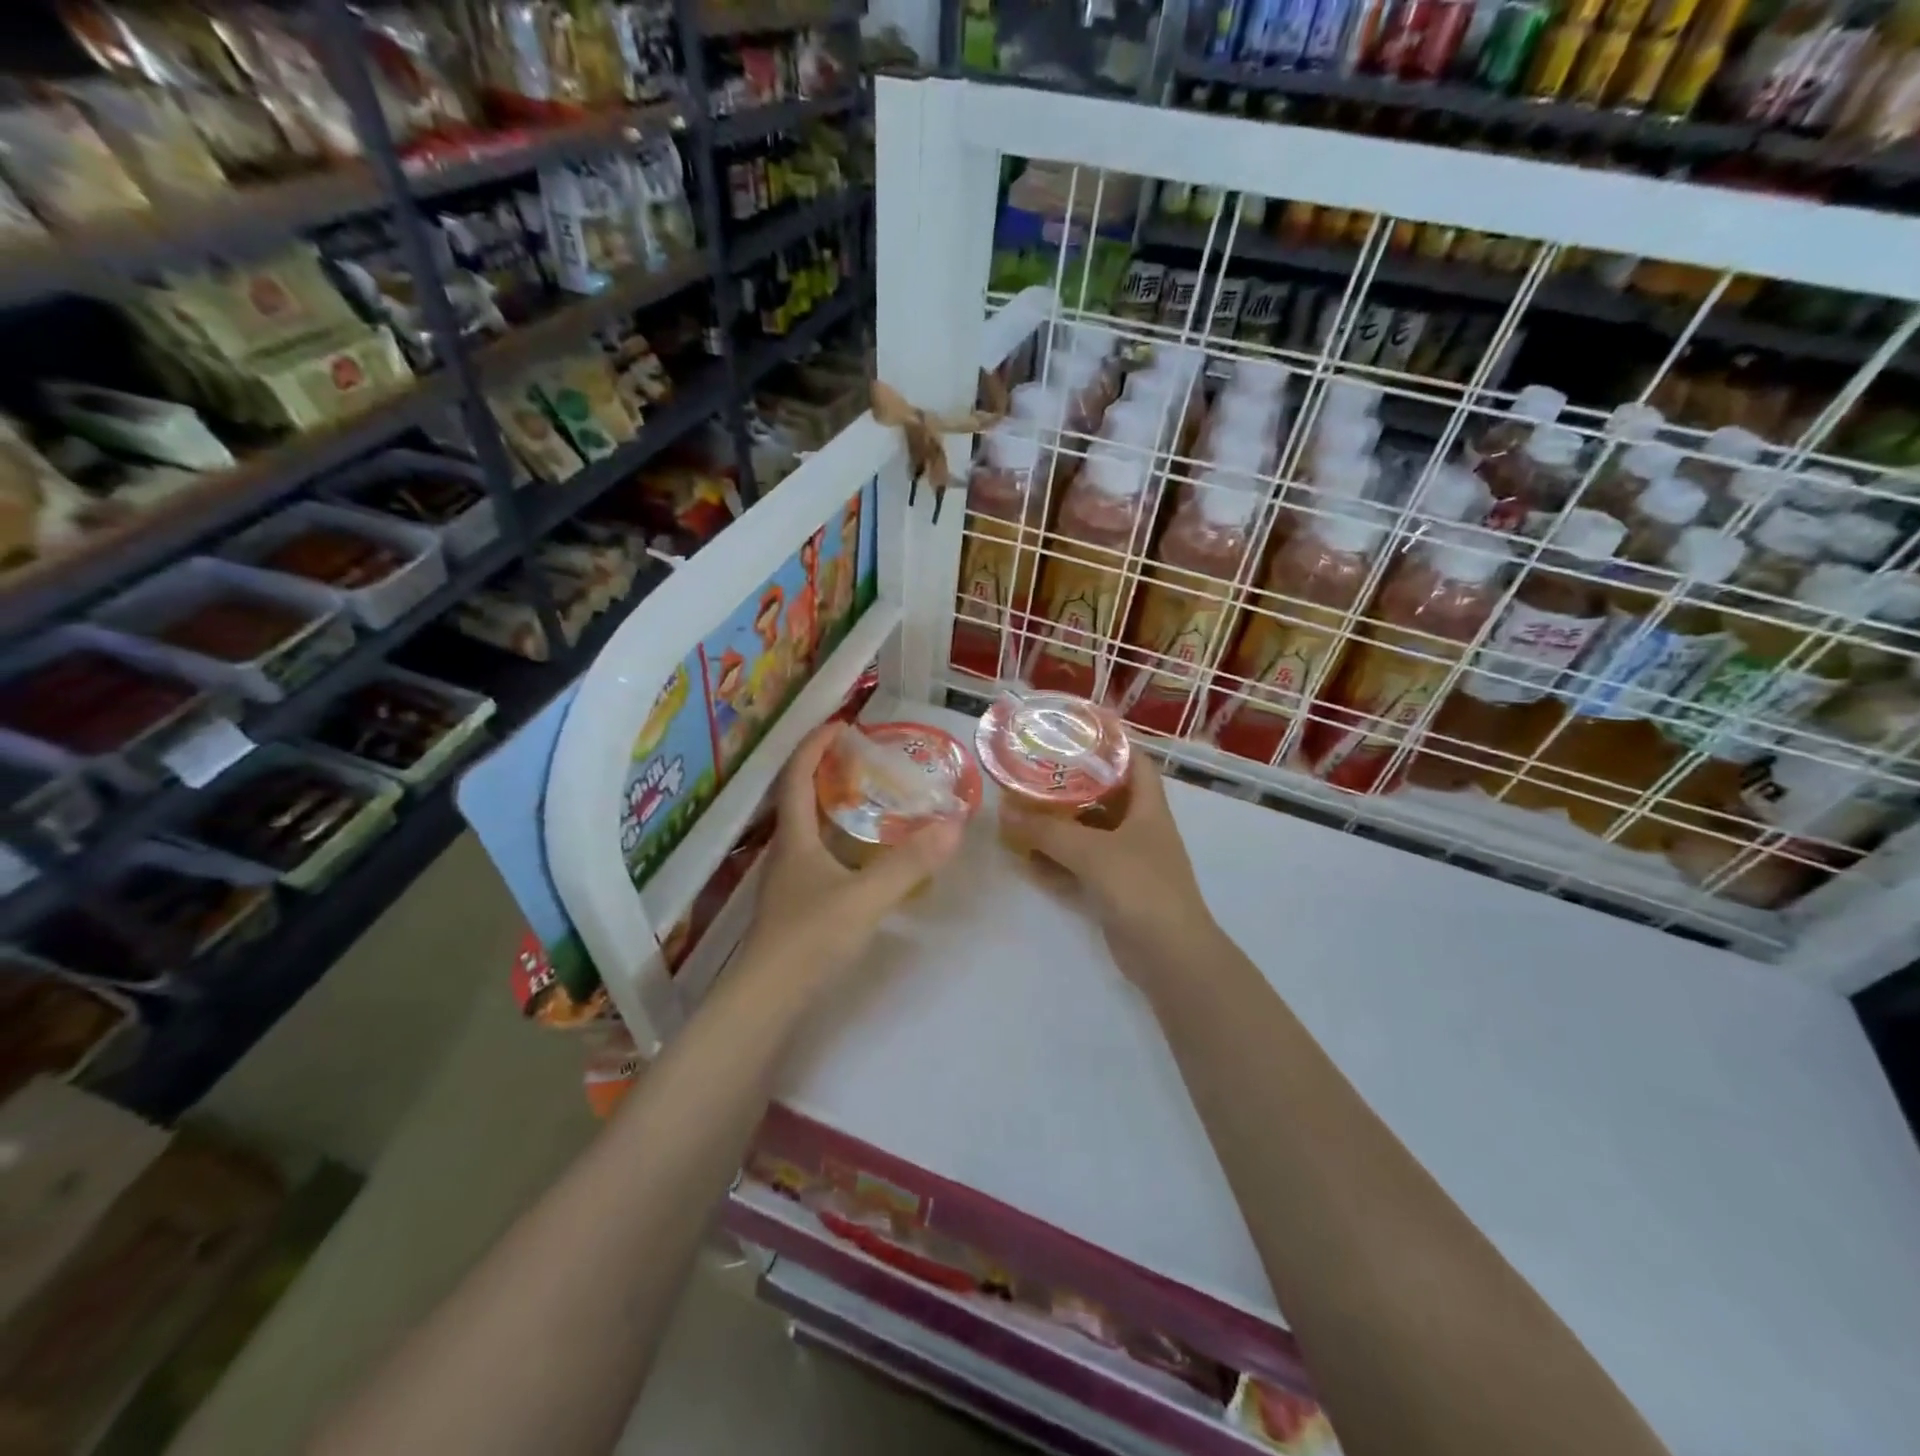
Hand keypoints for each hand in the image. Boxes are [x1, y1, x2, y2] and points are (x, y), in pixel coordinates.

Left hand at [739, 723, 962, 996]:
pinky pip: (817, 856)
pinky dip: (838, 840)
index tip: (843, 723)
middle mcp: (785, 853)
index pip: (796, 775)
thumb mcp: (865, 897)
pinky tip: (862, 856)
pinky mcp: (795, 907)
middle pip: (799, 798)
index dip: (815, 745)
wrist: (767, 1002)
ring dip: (832, 806)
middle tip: (866, 759)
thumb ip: (909, 863)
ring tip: (870, 799)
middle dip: (827, 770)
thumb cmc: (809, 939)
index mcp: (794, 839)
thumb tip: (954, 824)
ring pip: (808, 830)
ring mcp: (787, 882)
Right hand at [999, 750, 1212, 964]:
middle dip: (1069, 787)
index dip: (1110, 743)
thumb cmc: (1140, 886)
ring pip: (1088, 834)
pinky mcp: (1113, 891)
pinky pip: (1079, 867)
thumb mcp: (1091, 851)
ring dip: (1058, 827)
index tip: (1073, 733)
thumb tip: (1004, 811)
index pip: (1134, 762)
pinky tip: (1026, 859)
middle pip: (1103, 797)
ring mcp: (1127, 862)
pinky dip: (1056, 862)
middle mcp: (1139, 830)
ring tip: (1020, 813)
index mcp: (1148, 808)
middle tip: (1031, 774)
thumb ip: (1047, 831)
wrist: (1169, 955)